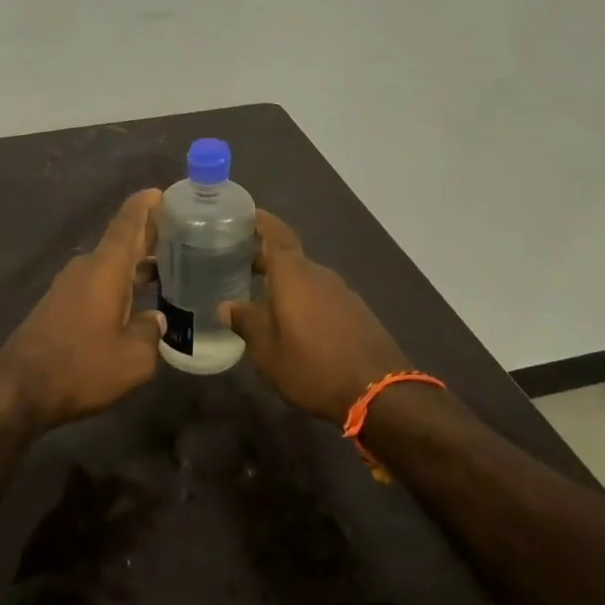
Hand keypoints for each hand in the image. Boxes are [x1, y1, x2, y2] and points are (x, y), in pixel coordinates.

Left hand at [0, 189, 166, 430]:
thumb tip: (157, 320)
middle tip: (180, 235)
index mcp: (105, 269)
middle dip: (148, 237)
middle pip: (120, 243)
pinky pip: (96, 284)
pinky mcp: (58, 305)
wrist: (19, 389)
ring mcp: (68, 286)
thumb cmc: (81, 367)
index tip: (161, 192)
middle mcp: (86, 268)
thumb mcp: (133, 359)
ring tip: (166, 270)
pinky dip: (119, 284)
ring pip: (109, 266)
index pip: (127, 224)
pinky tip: (136, 302)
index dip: (145, 206)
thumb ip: (151, 333)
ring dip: (134, 265)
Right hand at [222, 210, 412, 425]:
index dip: (261, 221)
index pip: (276, 234)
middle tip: (236, 263)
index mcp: (294, 275)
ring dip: (284, 283)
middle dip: (264, 258)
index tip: (245, 213)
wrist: (379, 392)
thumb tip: (226, 307)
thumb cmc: (312, 366)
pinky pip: (321, 296)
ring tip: (260, 297)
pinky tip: (292, 321)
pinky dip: (302, 299)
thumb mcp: (268, 350)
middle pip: (289, 257)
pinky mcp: (356, 314)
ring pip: (306, 279)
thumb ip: (246, 322)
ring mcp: (342, 294)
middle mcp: (319, 276)